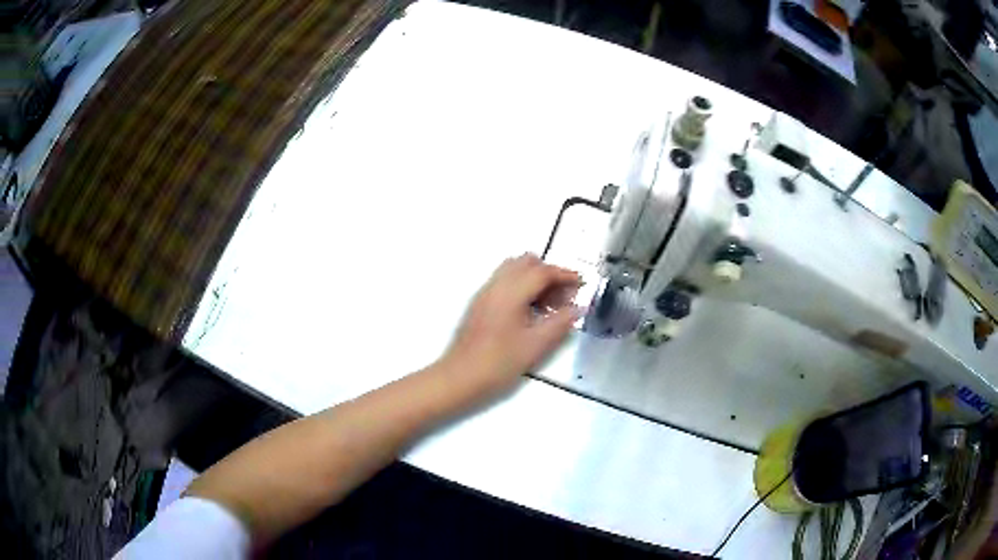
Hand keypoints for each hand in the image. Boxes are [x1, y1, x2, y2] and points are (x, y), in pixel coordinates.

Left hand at [439, 254, 580, 402]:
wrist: (459, 377)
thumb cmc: (498, 363)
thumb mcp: (536, 345)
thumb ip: (560, 323)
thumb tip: (578, 308)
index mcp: (511, 292)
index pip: (542, 271)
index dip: (565, 275)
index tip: (581, 285)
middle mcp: (496, 285)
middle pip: (527, 263)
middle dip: (550, 274)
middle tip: (564, 297)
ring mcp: (485, 293)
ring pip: (514, 270)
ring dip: (535, 280)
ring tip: (549, 307)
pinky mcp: (479, 304)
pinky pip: (505, 282)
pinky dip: (522, 287)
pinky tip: (530, 313)